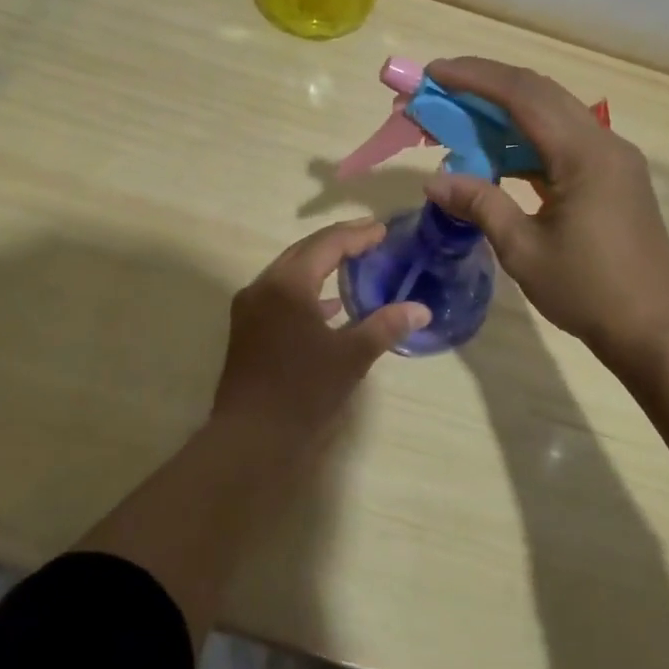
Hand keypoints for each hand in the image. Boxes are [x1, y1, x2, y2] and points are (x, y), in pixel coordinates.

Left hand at [211, 220, 429, 448]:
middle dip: (338, 242)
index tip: (384, 230)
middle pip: (304, 250)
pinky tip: (330, 306)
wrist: (250, 438)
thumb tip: (421, 309)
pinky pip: (281, 294)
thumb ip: (385, 326)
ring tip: (355, 263)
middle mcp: (263, 286)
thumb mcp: (351, 357)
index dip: (357, 236)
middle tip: (370, 237)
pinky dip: (307, 291)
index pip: (326, 245)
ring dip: (321, 264)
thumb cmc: (302, 391)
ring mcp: (250, 308)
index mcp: (287, 284)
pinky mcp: (247, 329)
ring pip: (290, 271)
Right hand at [422, 57, 668, 360]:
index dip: (475, 78)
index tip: (434, 73)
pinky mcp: (613, 175)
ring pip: (552, 113)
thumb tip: (433, 182)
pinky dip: (526, 138)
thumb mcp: (523, 250)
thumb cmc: (588, 291)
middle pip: (539, 93)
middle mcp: (603, 142)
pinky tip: (497, 152)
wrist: (655, 329)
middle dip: (486, 85)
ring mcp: (612, 158)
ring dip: (505, 111)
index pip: (523, 95)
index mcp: (584, 154)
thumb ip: (480, 205)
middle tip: (440, 89)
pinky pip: (563, 140)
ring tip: (459, 117)